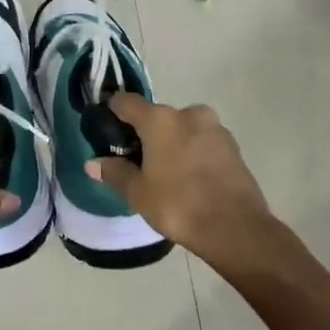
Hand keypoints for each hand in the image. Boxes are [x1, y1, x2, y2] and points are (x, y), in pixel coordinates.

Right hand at [90, 94, 272, 268]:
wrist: (235, 227)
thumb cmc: (178, 205)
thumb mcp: (139, 193)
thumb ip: (115, 172)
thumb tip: (93, 162)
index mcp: (160, 120)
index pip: (127, 102)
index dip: (113, 110)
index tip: (106, 125)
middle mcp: (189, 114)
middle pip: (158, 116)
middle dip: (146, 133)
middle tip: (137, 159)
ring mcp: (215, 128)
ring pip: (183, 128)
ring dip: (172, 142)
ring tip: (165, 172)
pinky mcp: (233, 146)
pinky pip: (203, 142)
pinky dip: (193, 152)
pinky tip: (189, 177)